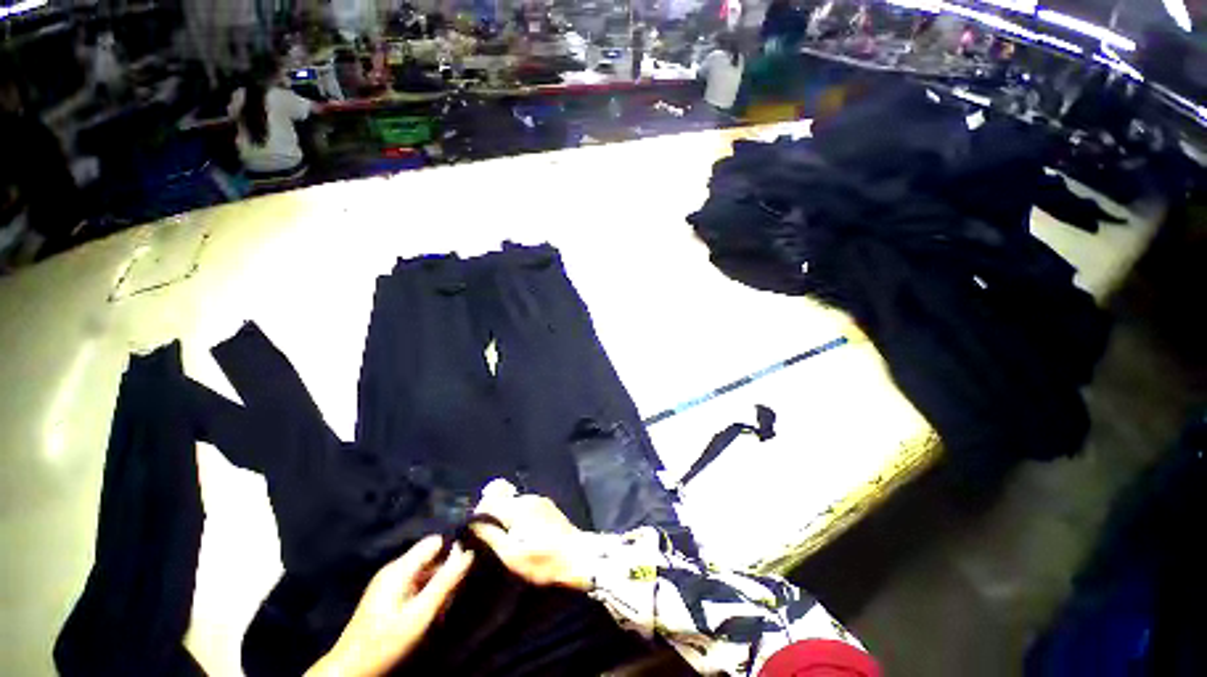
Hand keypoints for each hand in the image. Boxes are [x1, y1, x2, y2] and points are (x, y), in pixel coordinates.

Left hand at [305, 535, 473, 676]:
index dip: (452, 550)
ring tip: (438, 612)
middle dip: (444, 574)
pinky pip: (414, 583)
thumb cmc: (387, 641)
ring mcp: (388, 581)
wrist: (350, 669)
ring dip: (436, 587)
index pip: (435, 541)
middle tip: (449, 599)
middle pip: (431, 557)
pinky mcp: (386, 594)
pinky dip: (424, 594)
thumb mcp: (421, 613)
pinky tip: (426, 615)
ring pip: (424, 572)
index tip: (462, 570)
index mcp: (400, 567)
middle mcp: (394, 568)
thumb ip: (445, 582)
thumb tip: (469, 553)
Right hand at [470, 479, 593, 590]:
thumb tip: (472, 522)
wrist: (579, 557)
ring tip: (513, 542)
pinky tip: (527, 537)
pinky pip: (527, 507)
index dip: (480, 514)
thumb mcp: (511, 555)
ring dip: (509, 518)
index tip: (479, 533)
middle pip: (502, 500)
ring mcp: (541, 500)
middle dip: (495, 517)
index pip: (489, 499)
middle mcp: (528, 498)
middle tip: (497, 542)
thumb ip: (491, 535)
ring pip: (515, 504)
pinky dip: (521, 519)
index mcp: (517, 507)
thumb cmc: (543, 560)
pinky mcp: (549, 506)